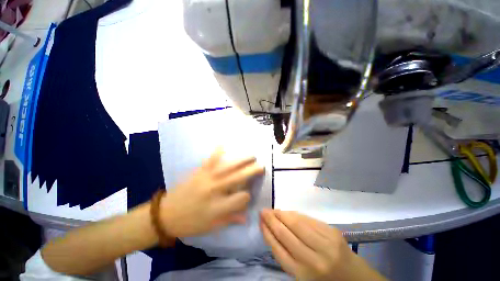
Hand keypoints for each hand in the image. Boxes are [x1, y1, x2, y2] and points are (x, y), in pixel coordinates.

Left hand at [159, 148, 263, 237]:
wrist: (165, 215)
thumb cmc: (189, 223)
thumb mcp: (211, 227)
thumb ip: (230, 219)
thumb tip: (247, 215)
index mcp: (218, 208)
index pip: (241, 198)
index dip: (247, 196)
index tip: (248, 194)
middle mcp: (214, 191)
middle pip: (238, 178)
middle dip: (252, 171)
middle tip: (261, 165)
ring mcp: (206, 179)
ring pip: (228, 167)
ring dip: (242, 160)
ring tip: (251, 156)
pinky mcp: (199, 172)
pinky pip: (210, 160)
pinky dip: (217, 151)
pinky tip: (223, 144)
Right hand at [260, 209, 385, 280]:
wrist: (355, 278)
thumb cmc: (324, 279)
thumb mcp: (302, 274)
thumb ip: (287, 255)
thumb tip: (273, 231)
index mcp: (303, 275)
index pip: (278, 249)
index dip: (267, 233)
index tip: (260, 222)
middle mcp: (313, 260)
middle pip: (285, 234)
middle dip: (272, 220)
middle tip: (263, 211)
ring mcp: (325, 244)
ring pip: (296, 223)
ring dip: (282, 214)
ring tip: (273, 210)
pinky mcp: (332, 232)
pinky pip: (308, 220)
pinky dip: (295, 214)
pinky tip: (288, 212)